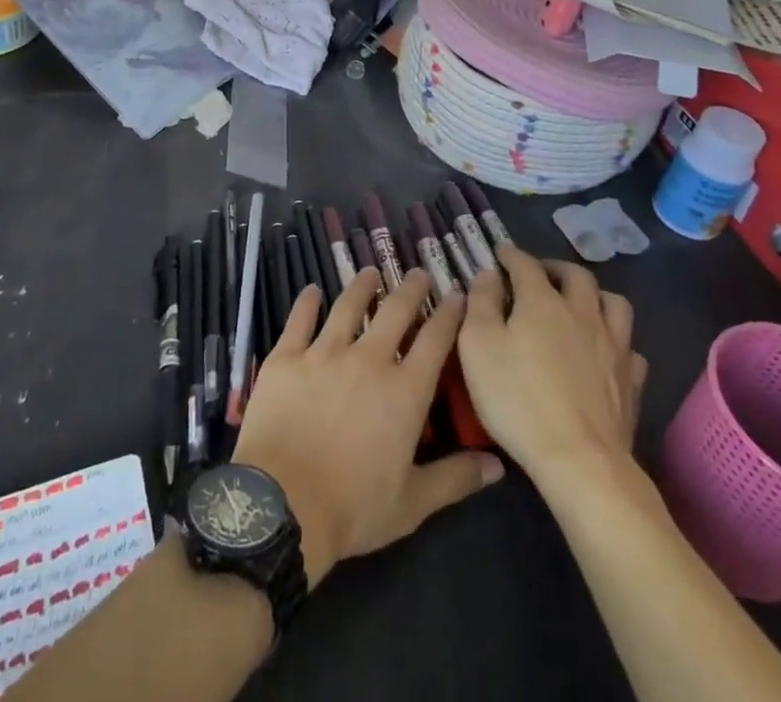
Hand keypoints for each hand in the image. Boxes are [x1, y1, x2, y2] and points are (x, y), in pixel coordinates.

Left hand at [232, 270, 504, 588]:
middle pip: (395, 312)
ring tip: (369, 272)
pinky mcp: (286, 357)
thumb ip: (454, 479)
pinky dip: (307, 303)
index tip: (456, 294)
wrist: (282, 505)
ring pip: (347, 307)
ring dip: (361, 286)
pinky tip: (312, 290)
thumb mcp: (412, 504)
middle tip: (418, 273)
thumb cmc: (353, 509)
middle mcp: (368, 360)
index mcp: (404, 392)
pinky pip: (299, 320)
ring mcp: (324, 353)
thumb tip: (497, 466)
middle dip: (410, 289)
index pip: (434, 341)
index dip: (448, 314)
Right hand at [457, 248, 652, 497]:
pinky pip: (629, 347)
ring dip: (595, 295)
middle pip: (576, 274)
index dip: (511, 255)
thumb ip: (481, 302)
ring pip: (613, 303)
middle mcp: (582, 312)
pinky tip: (604, 352)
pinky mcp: (631, 380)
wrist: (580, 461)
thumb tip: (488, 274)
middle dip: (555, 268)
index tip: (499, 254)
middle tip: (540, 275)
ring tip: (579, 305)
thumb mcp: (478, 346)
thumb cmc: (519, 399)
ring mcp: (613, 345)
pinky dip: (615, 341)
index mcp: (542, 301)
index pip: (526, 264)